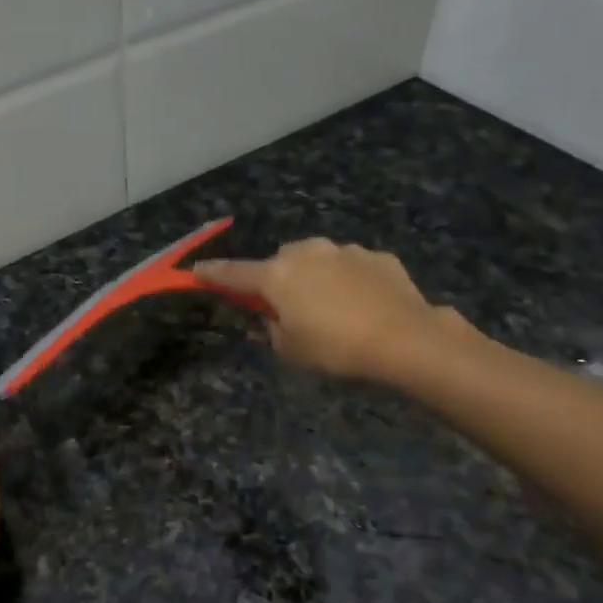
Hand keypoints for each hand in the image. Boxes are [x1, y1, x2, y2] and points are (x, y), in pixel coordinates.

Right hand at [195, 238, 481, 382]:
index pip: (234, 273)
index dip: (213, 274)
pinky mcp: (377, 257)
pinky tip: (363, 307)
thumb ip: (272, 330)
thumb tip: (273, 317)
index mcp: (277, 276)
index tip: (197, 271)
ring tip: (333, 311)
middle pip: (279, 263)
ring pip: (317, 260)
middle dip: (278, 280)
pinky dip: (348, 282)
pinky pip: (350, 267)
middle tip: (289, 310)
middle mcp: (307, 253)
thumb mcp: (291, 351)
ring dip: (315, 279)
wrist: (406, 339)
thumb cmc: (336, 349)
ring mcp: (344, 251)